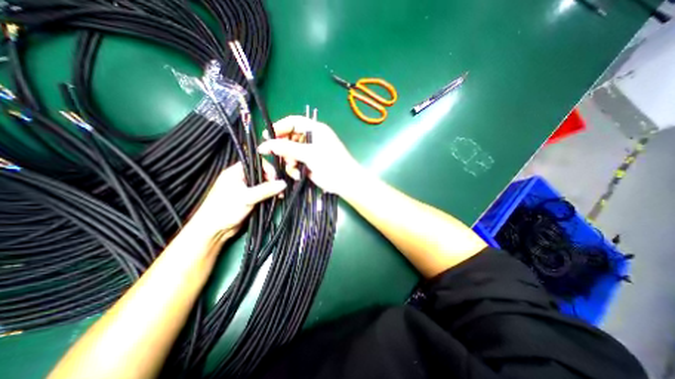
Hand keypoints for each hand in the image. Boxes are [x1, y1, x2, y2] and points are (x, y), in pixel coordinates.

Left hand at [185, 160, 284, 239]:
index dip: (268, 168)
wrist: (214, 230)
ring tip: (280, 196)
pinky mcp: (249, 198)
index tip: (275, 178)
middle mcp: (241, 178)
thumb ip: (266, 189)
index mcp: (236, 172)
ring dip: (272, 189)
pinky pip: (263, 193)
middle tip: (279, 189)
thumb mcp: (247, 197)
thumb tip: (283, 183)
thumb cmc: (225, 209)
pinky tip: (276, 199)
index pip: (256, 163)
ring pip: (263, 184)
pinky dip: (269, 196)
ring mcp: (246, 189)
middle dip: (272, 180)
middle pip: (262, 173)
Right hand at [257, 115, 360, 193]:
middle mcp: (312, 139)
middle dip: (284, 148)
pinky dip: (294, 169)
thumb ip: (287, 148)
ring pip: (291, 152)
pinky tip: (298, 175)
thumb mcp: (309, 154)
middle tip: (279, 156)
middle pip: (290, 138)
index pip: (293, 122)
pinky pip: (295, 163)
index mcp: (315, 129)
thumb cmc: (331, 163)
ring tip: (293, 167)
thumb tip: (266, 144)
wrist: (345, 182)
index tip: (267, 136)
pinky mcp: (309, 163)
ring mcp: (310, 152)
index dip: (280, 127)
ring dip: (289, 160)